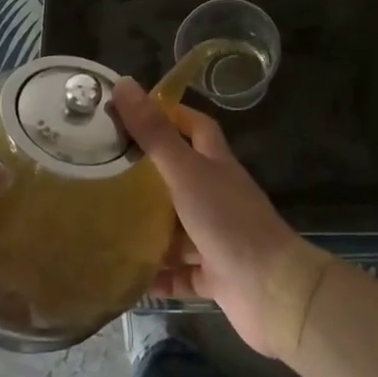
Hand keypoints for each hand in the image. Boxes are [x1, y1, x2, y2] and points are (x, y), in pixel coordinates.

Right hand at [111, 79, 328, 360]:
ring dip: (147, 228)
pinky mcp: (213, 276)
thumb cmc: (228, 221)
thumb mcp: (186, 171)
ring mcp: (215, 237)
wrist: (273, 292)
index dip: (169, 115)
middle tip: (105, 171)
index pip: (194, 127)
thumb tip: (125, 84)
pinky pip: (177, 273)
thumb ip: (154, 133)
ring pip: (175, 227)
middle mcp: (216, 196)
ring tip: (105, 222)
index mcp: (215, 164)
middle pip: (179, 177)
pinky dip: (156, 275)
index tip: (131, 114)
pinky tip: (125, 274)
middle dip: (146, 175)